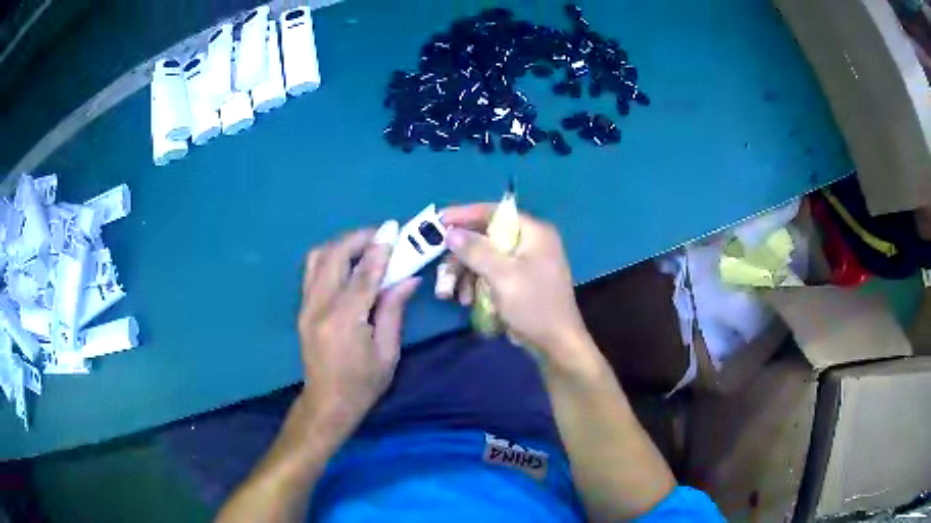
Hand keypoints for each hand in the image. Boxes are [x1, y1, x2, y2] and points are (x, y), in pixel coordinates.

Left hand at [297, 226, 419, 436]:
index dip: (380, 249)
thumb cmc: (363, 384)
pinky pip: (313, 271)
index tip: (393, 229)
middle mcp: (319, 307)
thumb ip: (394, 310)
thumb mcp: (387, 352)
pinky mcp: (302, 309)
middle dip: (357, 239)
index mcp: (344, 321)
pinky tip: (348, 263)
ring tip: (364, 246)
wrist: (327, 403)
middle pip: (333, 257)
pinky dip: (330, 258)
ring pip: (317, 258)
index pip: (363, 275)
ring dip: (341, 245)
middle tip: (380, 234)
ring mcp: (305, 307)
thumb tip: (408, 278)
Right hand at [441, 204, 599, 376]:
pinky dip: (477, 284)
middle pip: (487, 237)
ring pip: (486, 258)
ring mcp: (526, 263)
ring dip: (466, 274)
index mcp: (534, 232)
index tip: (439, 220)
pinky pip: (492, 273)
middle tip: (442, 269)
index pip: (495, 212)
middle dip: (462, 256)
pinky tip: (467, 301)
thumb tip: (451, 231)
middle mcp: (531, 242)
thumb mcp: (502, 276)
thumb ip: (475, 250)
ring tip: (452, 294)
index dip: (465, 214)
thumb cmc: (533, 305)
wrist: (555, 344)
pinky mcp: (520, 281)